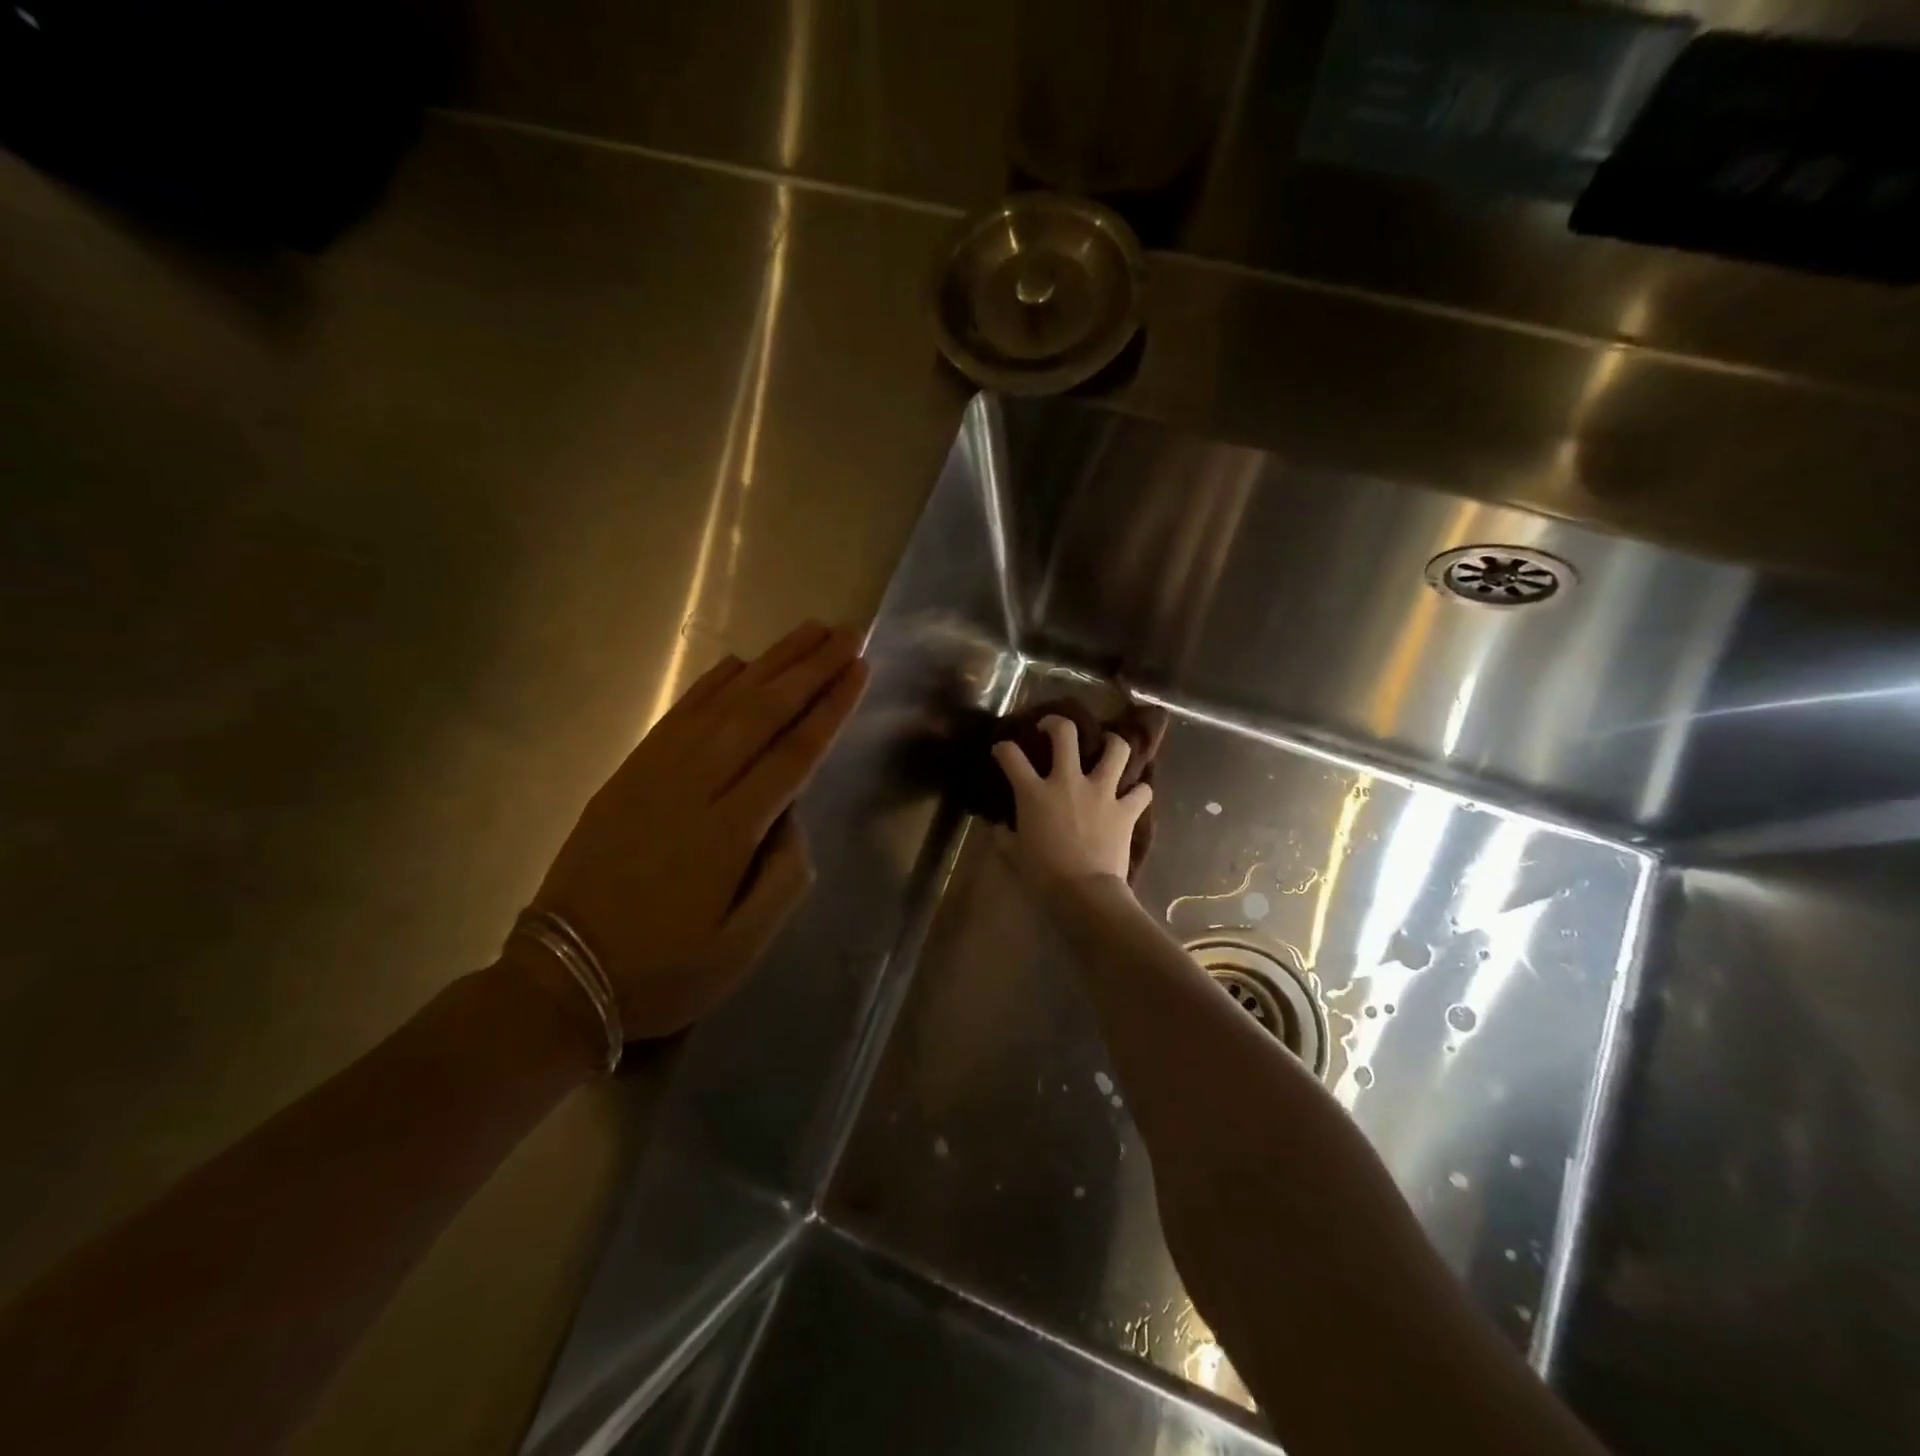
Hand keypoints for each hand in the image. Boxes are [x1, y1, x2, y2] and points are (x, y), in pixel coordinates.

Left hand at [530, 621, 868, 1039]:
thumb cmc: (665, 971)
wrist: (562, 976)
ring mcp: (655, 774)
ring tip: (807, 632)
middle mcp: (694, 787)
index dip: (830, 706)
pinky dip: (711, 684)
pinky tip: (737, 663)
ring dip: (769, 663)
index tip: (859, 668)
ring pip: (722, 703)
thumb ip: (784, 876)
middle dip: (809, 669)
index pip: (793, 752)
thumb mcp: (743, 947)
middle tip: (846, 634)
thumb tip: (791, 814)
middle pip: (761, 713)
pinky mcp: (629, 774)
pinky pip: (679, 715)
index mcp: (728, 831)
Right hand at [992, 716, 1152, 886]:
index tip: (1002, 749)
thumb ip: (1004, 836)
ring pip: (1115, 750)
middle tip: (1053, 728)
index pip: (1011, 756)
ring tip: (1108, 745)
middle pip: (1065, 734)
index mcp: (1035, 793)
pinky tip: (1134, 795)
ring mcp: (1101, 792)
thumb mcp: (1014, 854)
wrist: (1084, 892)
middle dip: (1057, 723)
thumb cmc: (1043, 874)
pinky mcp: (1125, 810)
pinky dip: (1139, 791)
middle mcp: (1068, 782)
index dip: (1003, 748)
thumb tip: (998, 826)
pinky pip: (1141, 791)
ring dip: (1112, 743)